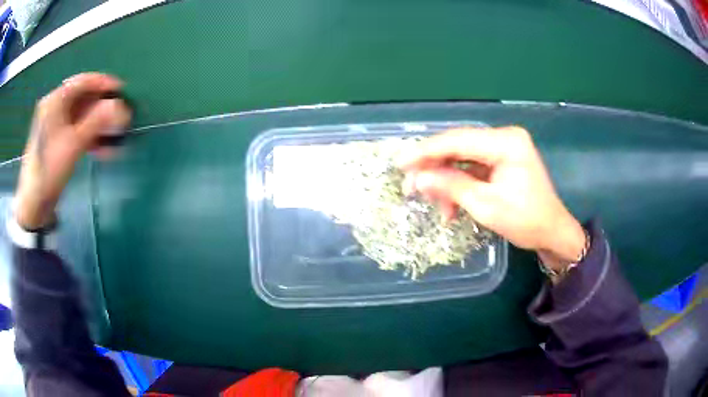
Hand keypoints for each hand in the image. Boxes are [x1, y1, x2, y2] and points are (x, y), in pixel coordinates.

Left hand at [14, 73, 130, 229]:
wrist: (34, 203)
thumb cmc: (50, 169)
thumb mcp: (73, 144)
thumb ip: (97, 121)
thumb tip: (121, 105)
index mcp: (55, 102)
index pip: (82, 82)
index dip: (103, 83)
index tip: (121, 90)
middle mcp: (55, 108)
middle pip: (83, 99)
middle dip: (103, 107)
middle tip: (120, 116)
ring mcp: (56, 126)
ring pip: (82, 117)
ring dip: (99, 125)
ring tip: (115, 135)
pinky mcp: (58, 141)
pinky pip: (78, 132)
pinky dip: (91, 137)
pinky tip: (104, 149)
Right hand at [397, 126, 585, 270]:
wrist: (553, 232)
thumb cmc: (526, 221)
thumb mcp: (487, 206)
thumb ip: (452, 187)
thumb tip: (419, 178)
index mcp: (506, 142)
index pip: (458, 140)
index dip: (426, 151)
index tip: (400, 163)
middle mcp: (504, 137)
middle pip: (458, 146)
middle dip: (434, 167)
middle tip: (412, 186)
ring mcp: (504, 148)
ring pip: (463, 158)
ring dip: (446, 180)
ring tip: (437, 206)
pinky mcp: (502, 160)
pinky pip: (473, 167)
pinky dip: (460, 184)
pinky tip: (452, 205)